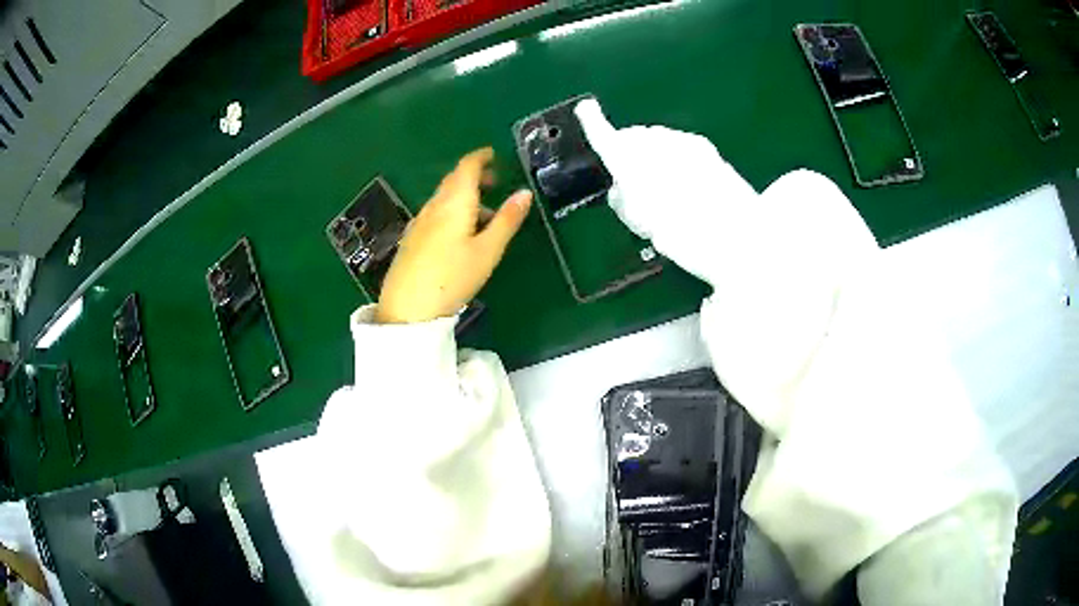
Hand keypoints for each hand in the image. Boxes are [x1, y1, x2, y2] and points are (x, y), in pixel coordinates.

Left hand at [376, 148, 531, 323]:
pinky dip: (452, 212)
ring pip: (444, 199)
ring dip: (464, 198)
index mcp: (454, 202)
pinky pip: (435, 215)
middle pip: (454, 181)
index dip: (481, 157)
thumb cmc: (453, 277)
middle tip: (495, 183)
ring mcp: (419, 222)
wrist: (407, 309)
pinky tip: (459, 236)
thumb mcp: (488, 250)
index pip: (467, 167)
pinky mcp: (411, 239)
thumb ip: (507, 220)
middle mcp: (434, 206)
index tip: (494, 155)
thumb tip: (525, 193)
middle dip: (475, 177)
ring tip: (484, 217)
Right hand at [574, 99, 758, 284]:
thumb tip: (624, 188)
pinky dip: (677, 159)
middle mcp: (655, 143)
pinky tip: (687, 183)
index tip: (586, 110)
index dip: (593, 122)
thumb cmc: (682, 233)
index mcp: (631, 161)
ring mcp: (682, 142)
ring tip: (666, 189)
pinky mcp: (704, 148)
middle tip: (636, 184)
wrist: (736, 234)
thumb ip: (625, 198)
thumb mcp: (641, 223)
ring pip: (658, 141)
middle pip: (634, 138)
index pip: (604, 135)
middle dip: (631, 153)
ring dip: (656, 156)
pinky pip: (680, 147)